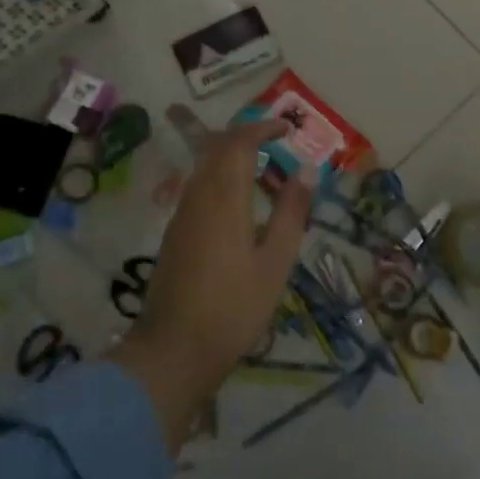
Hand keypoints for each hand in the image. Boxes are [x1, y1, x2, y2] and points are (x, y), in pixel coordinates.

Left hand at [109, 119, 309, 448]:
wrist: (174, 350)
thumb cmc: (234, 308)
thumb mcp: (275, 262)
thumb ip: (291, 212)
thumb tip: (305, 169)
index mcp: (225, 198)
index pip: (239, 142)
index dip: (263, 128)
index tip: (288, 128)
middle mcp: (198, 196)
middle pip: (217, 147)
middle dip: (246, 135)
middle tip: (276, 141)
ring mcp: (182, 214)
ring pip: (204, 165)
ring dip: (231, 154)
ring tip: (262, 166)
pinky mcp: (175, 232)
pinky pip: (198, 185)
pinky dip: (220, 175)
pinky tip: (238, 200)